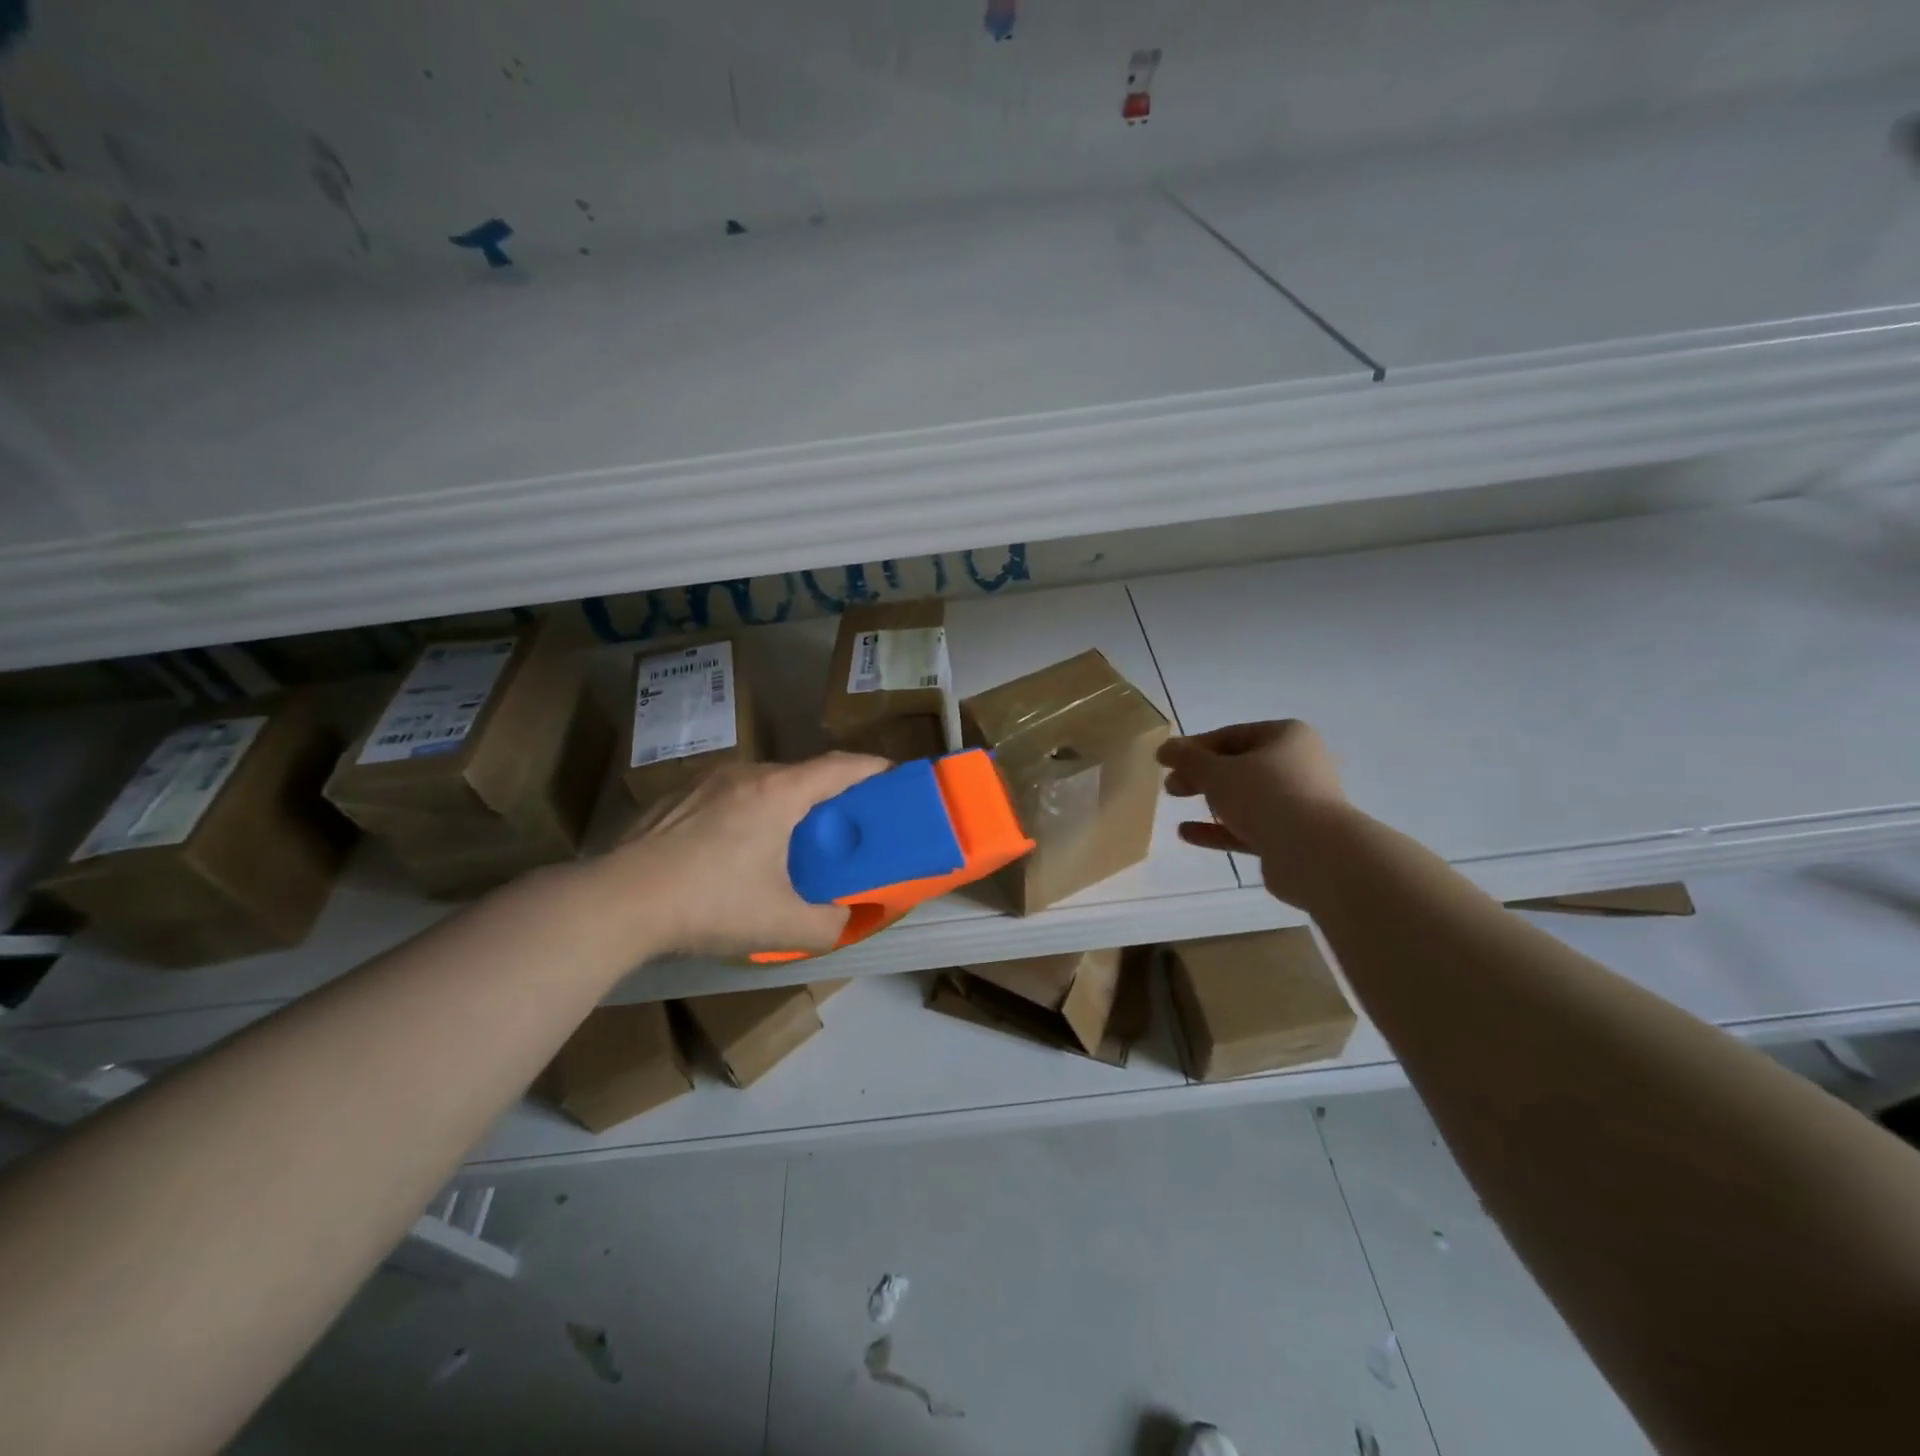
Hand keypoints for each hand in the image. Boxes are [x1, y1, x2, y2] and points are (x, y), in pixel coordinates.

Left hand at [599, 754, 888, 957]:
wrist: (617, 902)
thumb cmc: (710, 904)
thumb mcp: (781, 926)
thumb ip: (828, 925)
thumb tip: (845, 919)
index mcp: (778, 793)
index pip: (839, 767)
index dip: (871, 768)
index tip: (892, 775)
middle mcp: (745, 774)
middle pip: (800, 774)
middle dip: (827, 794)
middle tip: (838, 826)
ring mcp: (704, 781)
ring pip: (760, 783)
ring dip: (782, 802)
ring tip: (785, 839)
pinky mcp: (674, 796)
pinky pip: (726, 794)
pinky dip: (744, 811)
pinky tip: (730, 848)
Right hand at [1158, 720, 1352, 907]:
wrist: (1315, 854)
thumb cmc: (1265, 796)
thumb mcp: (1216, 772)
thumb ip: (1187, 759)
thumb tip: (1165, 748)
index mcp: (1286, 737)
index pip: (1231, 735)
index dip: (1194, 747)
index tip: (1166, 760)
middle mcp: (1298, 765)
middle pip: (1238, 766)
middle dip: (1200, 774)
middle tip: (1170, 785)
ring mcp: (1298, 803)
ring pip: (1245, 797)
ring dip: (1209, 800)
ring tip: (1174, 802)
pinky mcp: (1292, 837)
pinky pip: (1249, 827)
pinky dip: (1219, 828)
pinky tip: (1186, 833)